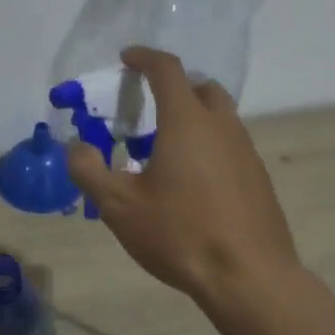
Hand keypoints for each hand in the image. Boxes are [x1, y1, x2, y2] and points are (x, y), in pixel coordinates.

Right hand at [66, 47, 301, 305]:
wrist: (248, 277)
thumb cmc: (180, 233)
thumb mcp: (119, 206)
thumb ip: (89, 170)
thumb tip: (76, 146)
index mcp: (187, 121)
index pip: (167, 70)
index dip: (144, 58)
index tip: (127, 59)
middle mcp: (222, 125)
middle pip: (200, 88)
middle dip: (173, 87)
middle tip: (148, 107)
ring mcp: (246, 150)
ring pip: (219, 117)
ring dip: (192, 118)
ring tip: (164, 150)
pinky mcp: (258, 177)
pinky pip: (230, 144)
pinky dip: (208, 145)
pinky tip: (191, 182)